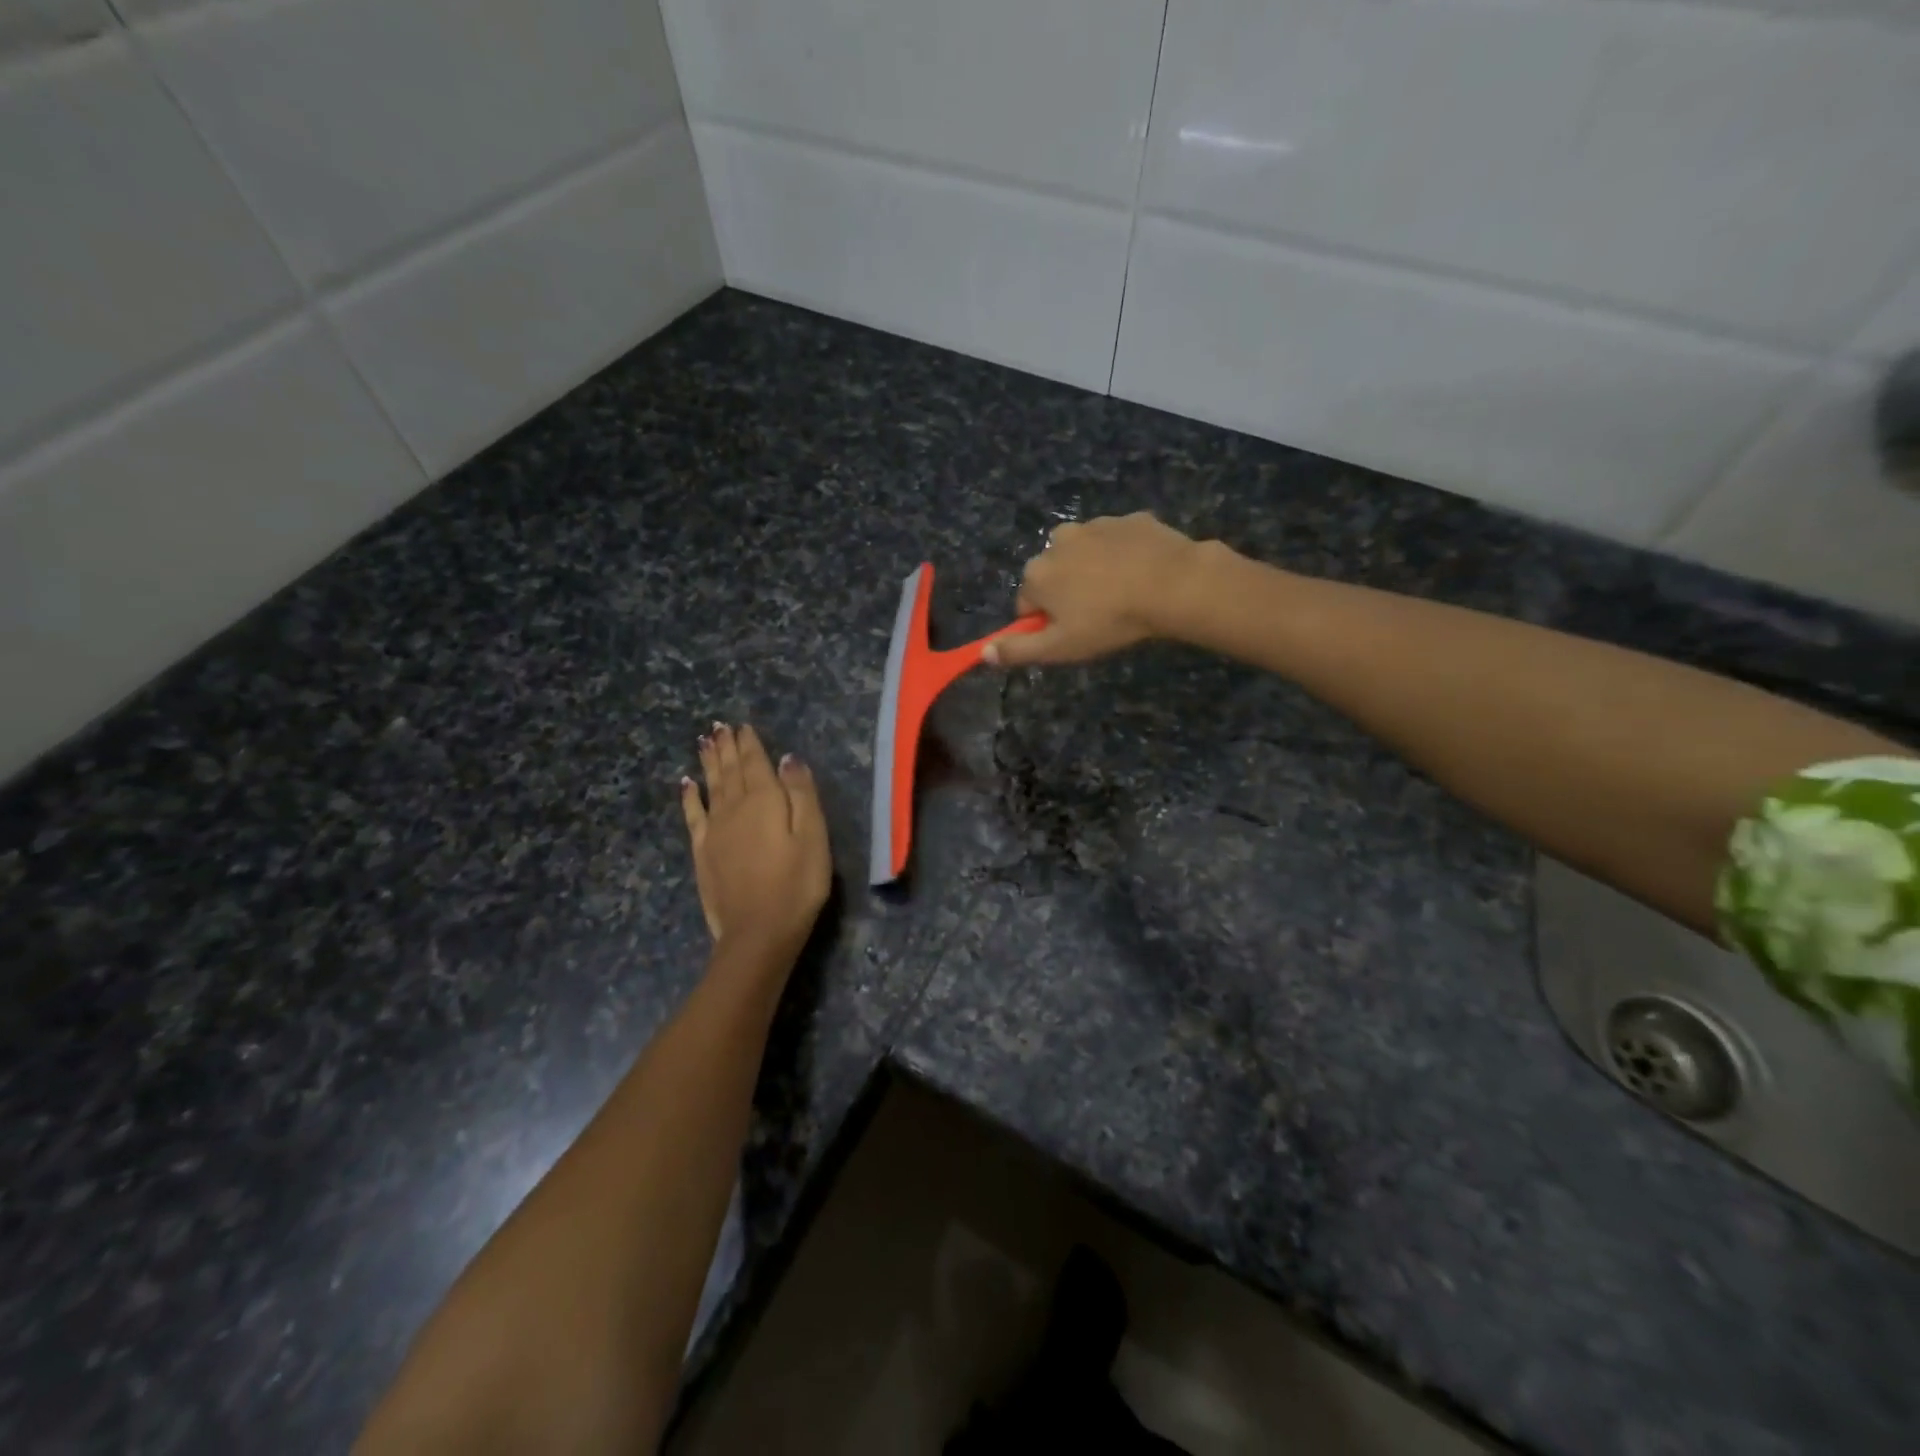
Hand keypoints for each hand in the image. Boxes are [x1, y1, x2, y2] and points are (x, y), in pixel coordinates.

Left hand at [680, 723, 831, 960]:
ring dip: (708, 762)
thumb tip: (787, 758)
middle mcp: (734, 807)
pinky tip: (686, 784)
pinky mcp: (703, 852)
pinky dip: (690, 796)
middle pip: (730, 770)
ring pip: (711, 786)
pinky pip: (693, 814)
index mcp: (765, 800)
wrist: (758, 932)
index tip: (742, 725)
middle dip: (727, 747)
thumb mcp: (814, 836)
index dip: (750, 743)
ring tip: (704, 741)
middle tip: (719, 726)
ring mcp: (714, 830)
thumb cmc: (797, 884)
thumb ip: (801, 794)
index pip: (756, 762)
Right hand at [983, 512, 1209, 667]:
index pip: (1028, 604)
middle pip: (1054, 574)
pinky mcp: (1129, 519)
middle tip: (1099, 616)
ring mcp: (1095, 525)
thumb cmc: (1109, 621)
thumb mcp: (1060, 647)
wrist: (1172, 584)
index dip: (1046, 623)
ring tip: (1123, 595)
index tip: (1072, 634)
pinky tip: (1142, 575)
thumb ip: (1018, 650)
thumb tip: (983, 653)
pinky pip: (1117, 542)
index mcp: (1037, 572)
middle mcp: (1057, 541)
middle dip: (1068, 592)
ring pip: (1084, 555)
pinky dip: (1123, 556)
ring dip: (1095, 571)